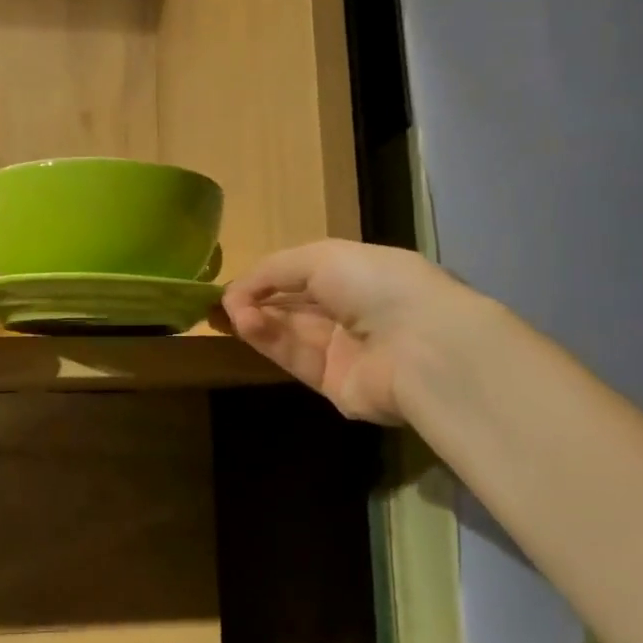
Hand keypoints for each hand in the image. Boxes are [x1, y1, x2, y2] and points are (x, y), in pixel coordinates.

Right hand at [220, 240, 458, 425]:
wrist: (421, 347)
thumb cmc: (376, 285)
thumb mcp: (321, 257)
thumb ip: (273, 270)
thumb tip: (234, 291)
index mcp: (359, 275)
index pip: (304, 274)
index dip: (268, 277)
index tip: (234, 283)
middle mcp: (352, 312)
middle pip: (292, 306)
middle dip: (256, 300)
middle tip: (221, 302)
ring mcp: (344, 351)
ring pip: (289, 332)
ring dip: (258, 319)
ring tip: (231, 313)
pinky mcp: (333, 385)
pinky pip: (295, 359)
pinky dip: (270, 341)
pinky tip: (247, 325)